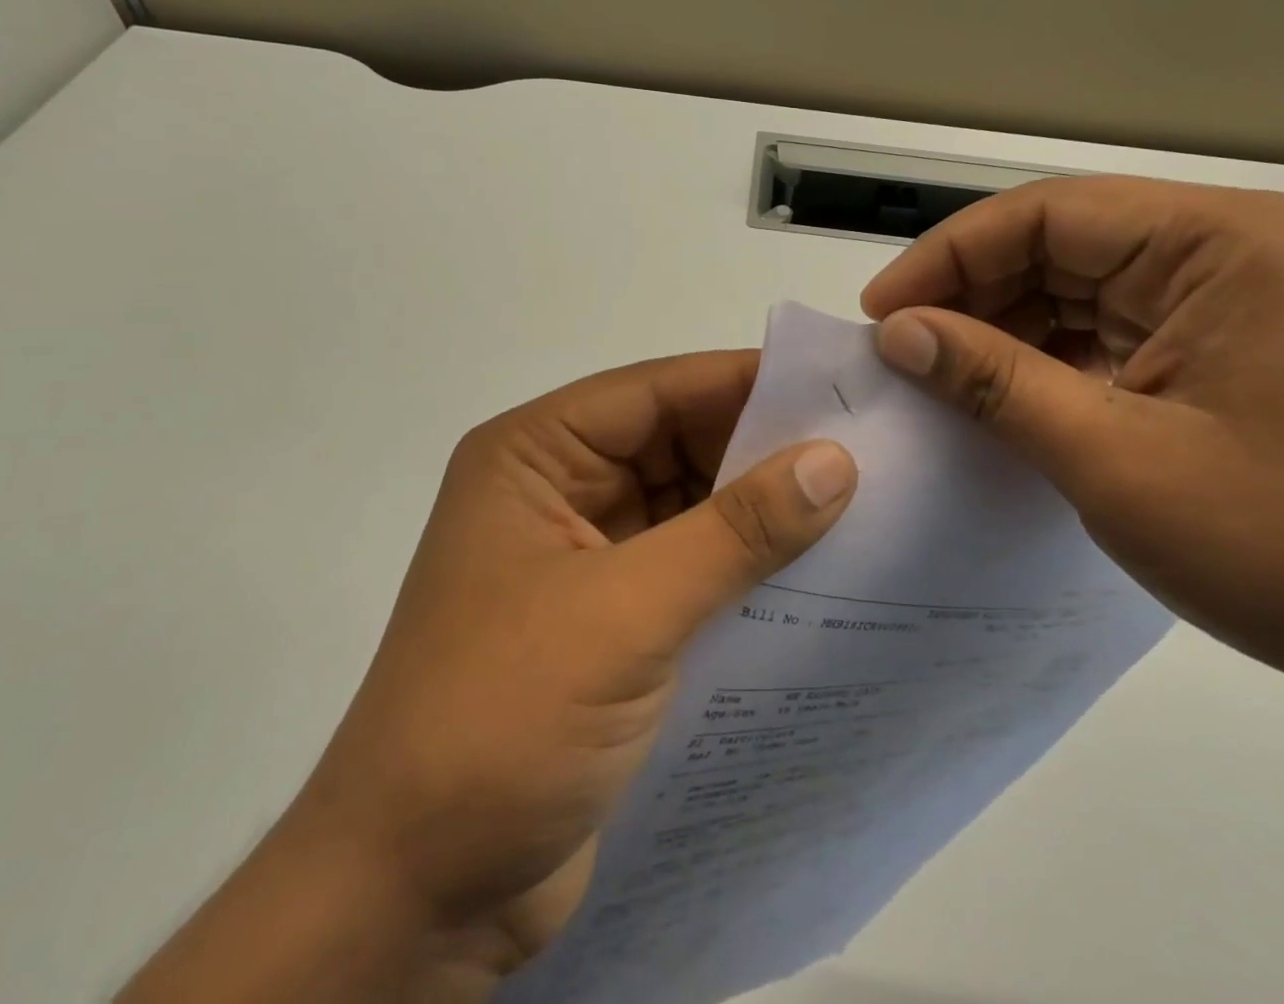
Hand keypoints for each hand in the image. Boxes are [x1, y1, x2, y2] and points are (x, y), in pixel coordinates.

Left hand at [121, 351, 856, 1002]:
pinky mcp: (610, 621)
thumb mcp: (626, 614)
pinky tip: (818, 574)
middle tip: (868, 449)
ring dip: (761, 512)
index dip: (744, 382)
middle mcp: (558, 491)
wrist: (415, 902)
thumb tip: (834, 461)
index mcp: (535, 457)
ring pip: (690, 507)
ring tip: (864, 505)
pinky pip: (692, 569)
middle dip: (762, 448)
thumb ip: (734, 533)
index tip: (838, 386)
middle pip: (676, 444)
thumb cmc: (501, 722)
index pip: (654, 393)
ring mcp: (585, 558)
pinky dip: (746, 569)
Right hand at [859, 175, 1283, 720]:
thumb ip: (994, 381)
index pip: (1049, 214)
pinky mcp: (1212, 343)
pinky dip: (1039, 354)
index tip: (880, 312)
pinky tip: (995, 391)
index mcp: (1221, 243)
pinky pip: (1099, 326)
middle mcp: (1224, 248)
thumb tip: (895, 332)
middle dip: (971, 292)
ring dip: (999, 325)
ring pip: (1071, 284)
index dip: (950, 255)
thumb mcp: (1112, 459)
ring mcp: (1221, 296)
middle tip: (899, 348)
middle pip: (1058, 242)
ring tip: (935, 373)